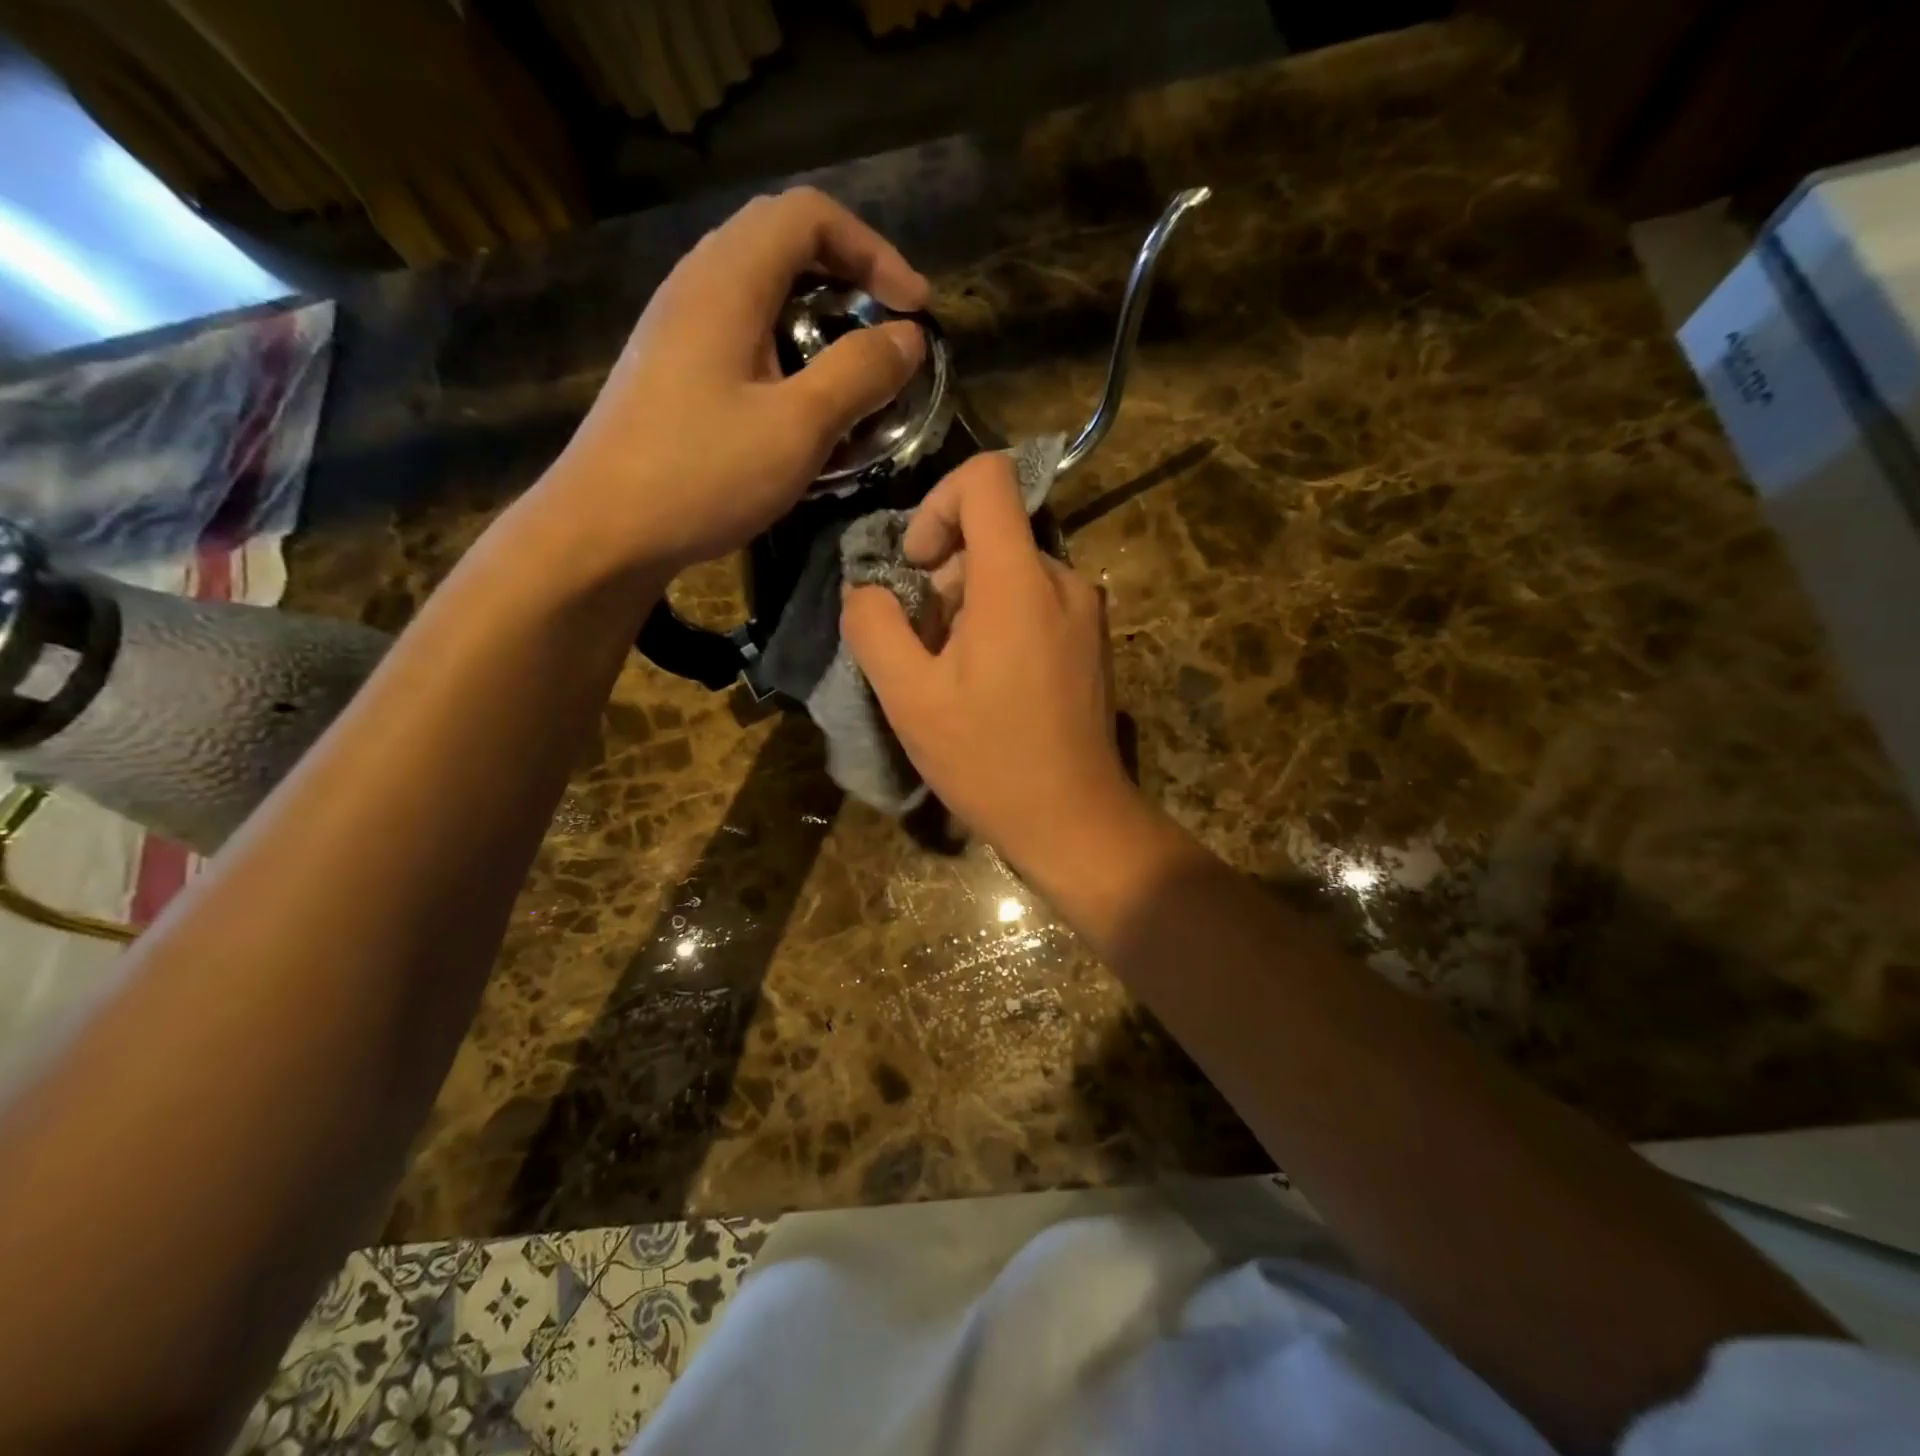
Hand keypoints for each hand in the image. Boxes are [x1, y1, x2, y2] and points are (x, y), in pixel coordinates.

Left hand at [547, 187, 928, 575]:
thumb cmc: (702, 474)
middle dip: (851, 280)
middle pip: (785, 244)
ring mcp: (679, 327)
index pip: (810, 216)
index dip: (875, 252)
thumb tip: (909, 338)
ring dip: (820, 319)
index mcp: (728, 280)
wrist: (604, 530)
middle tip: (890, 335)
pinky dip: (789, 351)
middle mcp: (698, 285)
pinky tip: (803, 404)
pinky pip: (744, 333)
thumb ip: (858, 374)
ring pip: (764, 292)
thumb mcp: (797, 427)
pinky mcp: (674, 369)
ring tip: (856, 371)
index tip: (915, 311)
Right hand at [841, 453, 1140, 873]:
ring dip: (969, 608)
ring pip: (1011, 573)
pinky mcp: (1093, 641)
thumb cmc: (988, 760)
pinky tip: (989, 687)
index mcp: (1018, 581)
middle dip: (944, 579)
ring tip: (954, 676)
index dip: (937, 504)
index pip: (986, 478)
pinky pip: (1036, 604)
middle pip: (992, 535)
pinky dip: (1001, 624)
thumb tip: (867, 589)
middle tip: (925, 648)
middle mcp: (1063, 580)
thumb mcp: (909, 697)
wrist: (1074, 820)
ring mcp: (1086, 612)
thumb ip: (875, 626)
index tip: (918, 567)